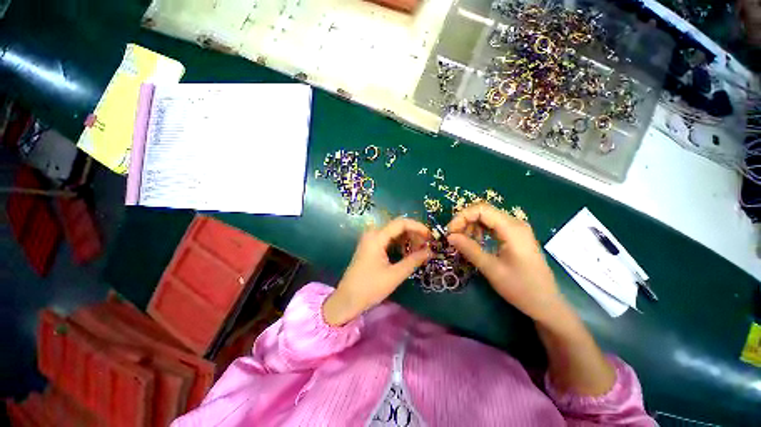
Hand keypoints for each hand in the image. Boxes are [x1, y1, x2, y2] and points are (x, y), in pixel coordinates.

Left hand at [323, 218, 431, 325]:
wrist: (347, 299)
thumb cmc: (370, 288)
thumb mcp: (394, 275)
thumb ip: (413, 261)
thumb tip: (430, 251)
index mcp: (377, 237)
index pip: (401, 223)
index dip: (418, 227)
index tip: (431, 237)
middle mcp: (373, 234)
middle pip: (398, 227)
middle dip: (414, 234)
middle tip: (427, 247)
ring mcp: (371, 240)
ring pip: (394, 233)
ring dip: (408, 240)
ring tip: (419, 252)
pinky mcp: (371, 247)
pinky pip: (388, 240)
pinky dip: (400, 245)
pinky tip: (407, 254)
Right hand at [446, 203, 565, 325]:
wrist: (546, 304)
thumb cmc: (521, 288)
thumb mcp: (491, 269)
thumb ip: (469, 249)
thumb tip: (450, 236)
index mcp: (512, 228)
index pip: (481, 209)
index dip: (462, 217)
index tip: (450, 232)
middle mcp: (515, 223)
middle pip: (483, 211)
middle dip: (465, 221)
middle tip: (454, 238)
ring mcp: (516, 229)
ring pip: (486, 218)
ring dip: (471, 226)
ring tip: (463, 242)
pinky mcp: (514, 236)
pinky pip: (492, 226)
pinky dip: (479, 231)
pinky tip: (475, 243)